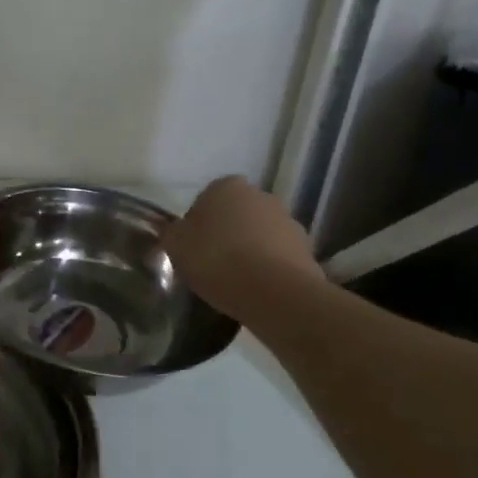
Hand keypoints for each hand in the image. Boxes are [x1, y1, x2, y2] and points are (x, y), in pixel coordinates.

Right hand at [161, 176, 323, 320]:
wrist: (274, 292)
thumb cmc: (217, 260)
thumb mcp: (177, 246)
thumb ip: (171, 233)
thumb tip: (173, 230)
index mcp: (226, 186)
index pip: (205, 200)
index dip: (197, 225)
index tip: (193, 249)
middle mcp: (261, 195)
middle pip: (236, 214)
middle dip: (227, 234)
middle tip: (213, 264)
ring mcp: (288, 220)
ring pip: (260, 234)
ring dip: (250, 249)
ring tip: (237, 281)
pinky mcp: (307, 248)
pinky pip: (279, 255)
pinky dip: (270, 267)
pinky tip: (258, 290)